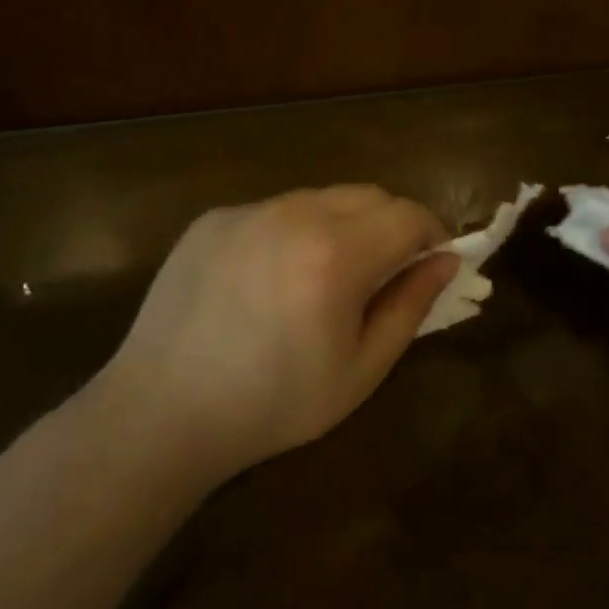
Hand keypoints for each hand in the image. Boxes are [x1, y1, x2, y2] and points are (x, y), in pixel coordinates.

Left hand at [97, 186, 457, 479]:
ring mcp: (249, 211)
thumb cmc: (273, 404)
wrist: (162, 413)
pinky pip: (275, 210)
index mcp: (336, 254)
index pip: (409, 215)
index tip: (432, 264)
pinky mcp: (214, 218)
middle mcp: (294, 214)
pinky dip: (294, 230)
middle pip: (370, 195)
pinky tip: (273, 278)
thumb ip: (410, 306)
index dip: (432, 234)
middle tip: (386, 271)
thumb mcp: (360, 369)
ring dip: (344, 224)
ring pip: (322, 197)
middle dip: (393, 224)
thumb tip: (446, 261)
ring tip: (327, 275)